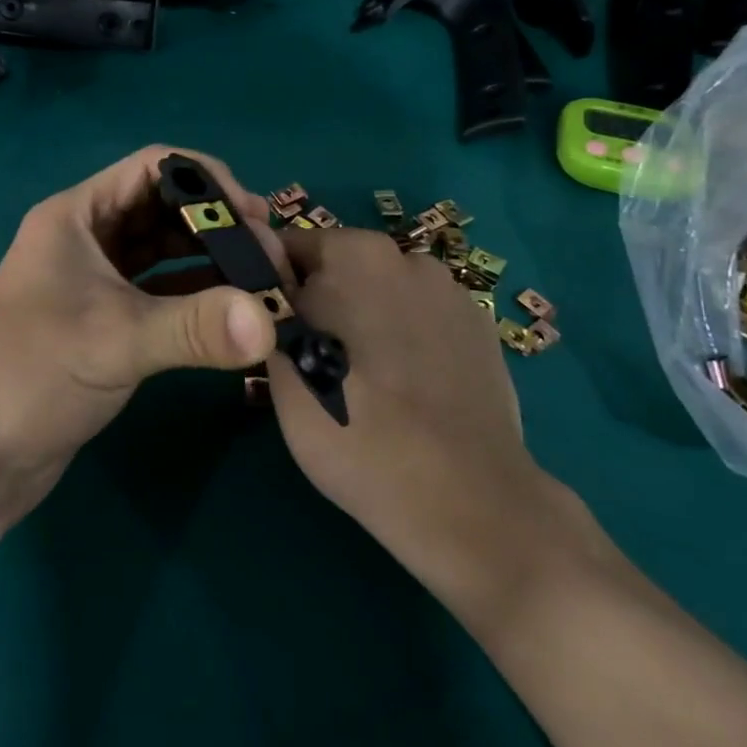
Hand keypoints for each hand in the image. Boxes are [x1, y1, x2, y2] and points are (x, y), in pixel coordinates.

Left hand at [0, 146, 287, 515]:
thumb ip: (194, 327)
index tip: (255, 216)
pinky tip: (234, 312)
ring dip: (211, 261)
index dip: (207, 181)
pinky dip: (197, 296)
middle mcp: (86, 239)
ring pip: (164, 252)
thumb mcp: (114, 341)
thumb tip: (270, 322)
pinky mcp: (106, 321)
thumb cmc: (29, 376)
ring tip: (263, 282)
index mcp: (76, 216)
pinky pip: (161, 293)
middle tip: (269, 257)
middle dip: (217, 224)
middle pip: (163, 208)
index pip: (152, 168)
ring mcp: (95, 281)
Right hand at [266, 226, 569, 609]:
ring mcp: (453, 294)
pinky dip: (405, 340)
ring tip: (362, 380)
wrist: (465, 499)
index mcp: (355, 252)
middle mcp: (408, 257)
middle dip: (320, 301)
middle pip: (341, 268)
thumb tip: (263, 274)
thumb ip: (269, 306)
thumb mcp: (284, 369)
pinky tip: (405, 390)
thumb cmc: (355, 428)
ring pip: (383, 295)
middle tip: (308, 360)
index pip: (289, 247)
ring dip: (365, 319)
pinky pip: (422, 322)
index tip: (266, 327)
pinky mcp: (483, 333)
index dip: (271, 284)